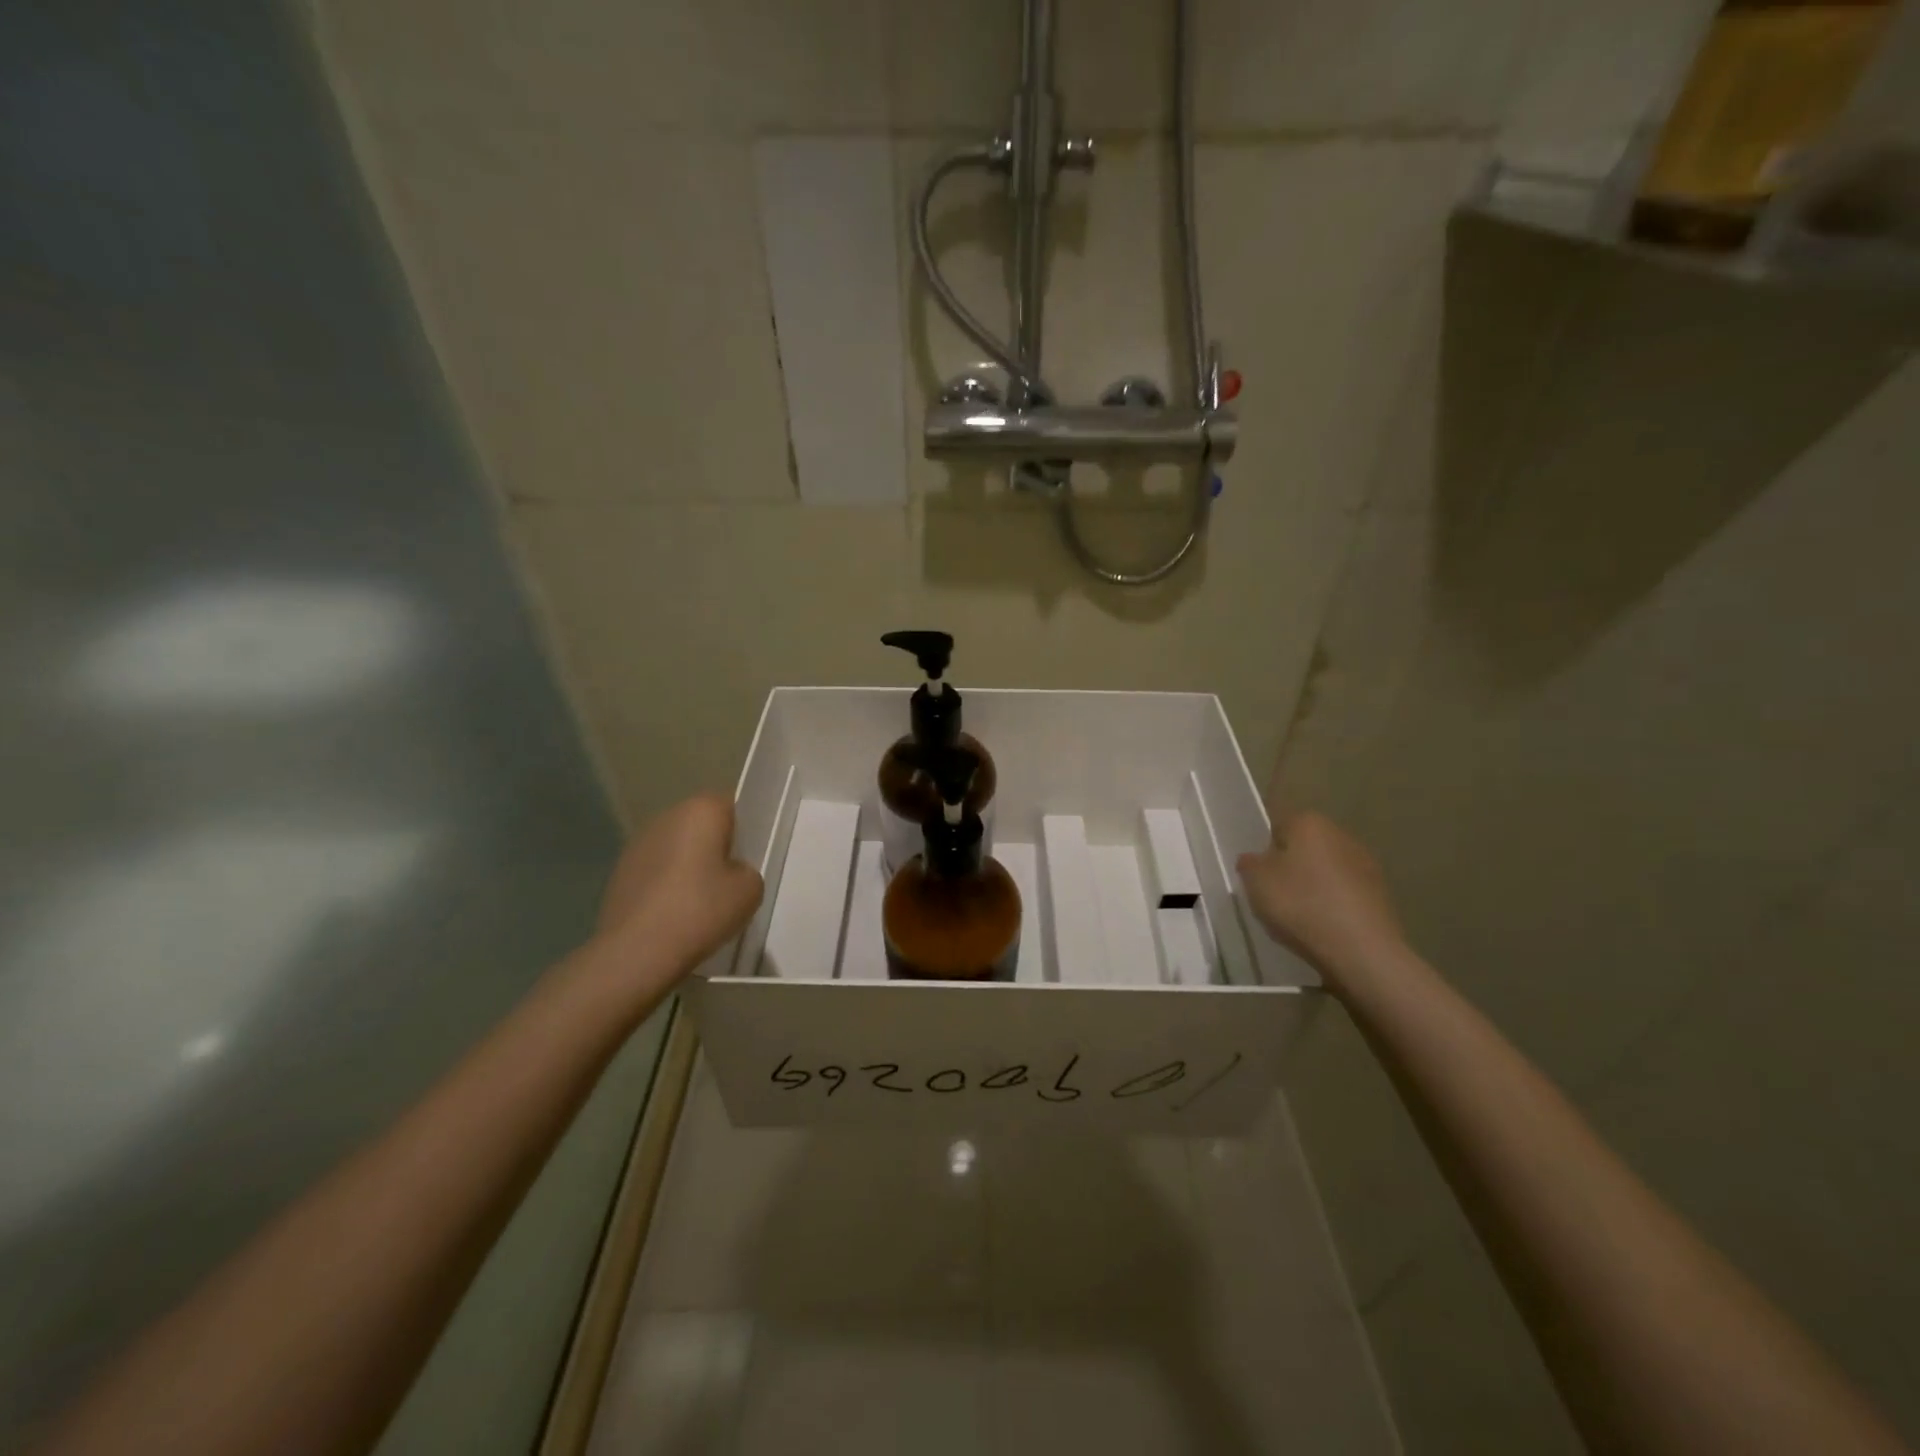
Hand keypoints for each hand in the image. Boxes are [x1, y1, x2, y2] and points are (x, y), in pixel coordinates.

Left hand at [595, 793, 763, 985]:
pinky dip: (665, 885)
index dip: (743, 830)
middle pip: (700, 825)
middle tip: (728, 881)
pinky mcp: (618, 873)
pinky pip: (655, 871)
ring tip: (699, 902)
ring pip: (675, 847)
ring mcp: (637, 844)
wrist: (636, 952)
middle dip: (713, 846)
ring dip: (687, 865)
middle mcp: (666, 816)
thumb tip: (729, 873)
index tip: (748, 858)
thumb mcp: (750, 890)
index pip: (730, 806)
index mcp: (701, 810)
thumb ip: (747, 871)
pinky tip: (673, 915)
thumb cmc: (701, 910)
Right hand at [1237, 812, 1403, 989]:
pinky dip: (1333, 905)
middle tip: (1274, 895)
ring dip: (1313, 886)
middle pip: (1304, 847)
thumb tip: (1255, 859)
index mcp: (1309, 822)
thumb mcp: (1255, 882)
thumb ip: (1249, 863)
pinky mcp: (1381, 895)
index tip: (1259, 876)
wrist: (1362, 951)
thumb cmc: (1301, 905)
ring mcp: (1366, 865)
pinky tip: (1324, 928)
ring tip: (1299, 917)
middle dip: (1290, 866)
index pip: (1278, 825)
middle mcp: (1341, 835)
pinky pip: (1344, 894)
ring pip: (1326, 871)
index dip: (1264, 850)